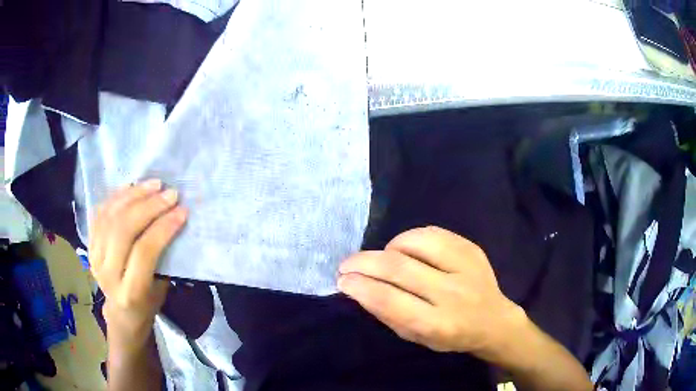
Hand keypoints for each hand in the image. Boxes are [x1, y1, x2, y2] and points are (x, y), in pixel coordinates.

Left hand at [89, 180, 186, 352]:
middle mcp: (107, 274)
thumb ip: (163, 257)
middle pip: (124, 230)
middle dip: (149, 206)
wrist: (121, 311)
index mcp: (129, 292)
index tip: (182, 210)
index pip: (144, 251)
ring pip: (111, 217)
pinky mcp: (89, 244)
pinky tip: (133, 187)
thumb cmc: (148, 303)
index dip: (163, 227)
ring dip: (134, 195)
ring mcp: (94, 257)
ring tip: (154, 185)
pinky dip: (117, 196)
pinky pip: (101, 212)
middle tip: (169, 193)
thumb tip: (173, 219)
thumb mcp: (161, 289)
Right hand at [338, 226, 524, 358]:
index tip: (342, 280)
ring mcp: (465, 267)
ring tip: (383, 259)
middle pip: (398, 268)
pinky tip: (405, 250)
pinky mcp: (471, 248)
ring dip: (388, 249)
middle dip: (363, 263)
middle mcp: (453, 294)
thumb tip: (358, 287)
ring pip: (414, 243)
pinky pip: (431, 232)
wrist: (493, 321)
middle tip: (347, 264)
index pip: (389, 300)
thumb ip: (388, 314)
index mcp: (438, 324)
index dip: (360, 286)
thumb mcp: (416, 338)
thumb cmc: (450, 336)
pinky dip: (409, 239)